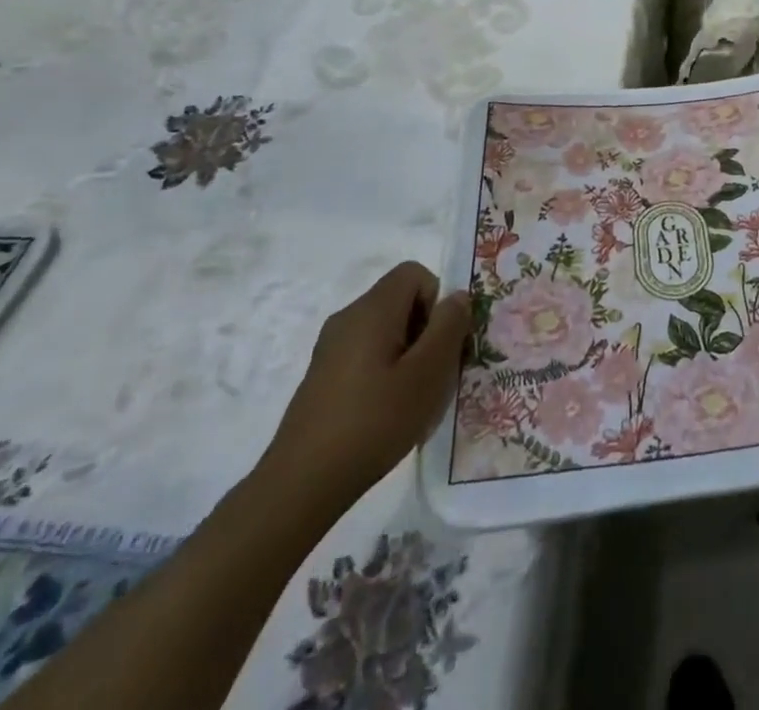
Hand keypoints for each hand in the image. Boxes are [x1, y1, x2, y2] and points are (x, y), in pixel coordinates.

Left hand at [258, 264, 468, 512]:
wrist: (301, 485)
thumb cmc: (374, 421)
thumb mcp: (428, 373)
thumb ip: (449, 326)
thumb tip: (457, 297)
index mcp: (372, 309)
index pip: (415, 273)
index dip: (437, 301)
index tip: (439, 344)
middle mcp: (348, 318)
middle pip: (401, 301)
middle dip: (426, 330)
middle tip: (433, 376)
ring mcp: (330, 348)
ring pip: (385, 330)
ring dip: (408, 355)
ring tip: (411, 400)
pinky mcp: (322, 376)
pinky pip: (366, 354)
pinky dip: (385, 372)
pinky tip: (385, 414)